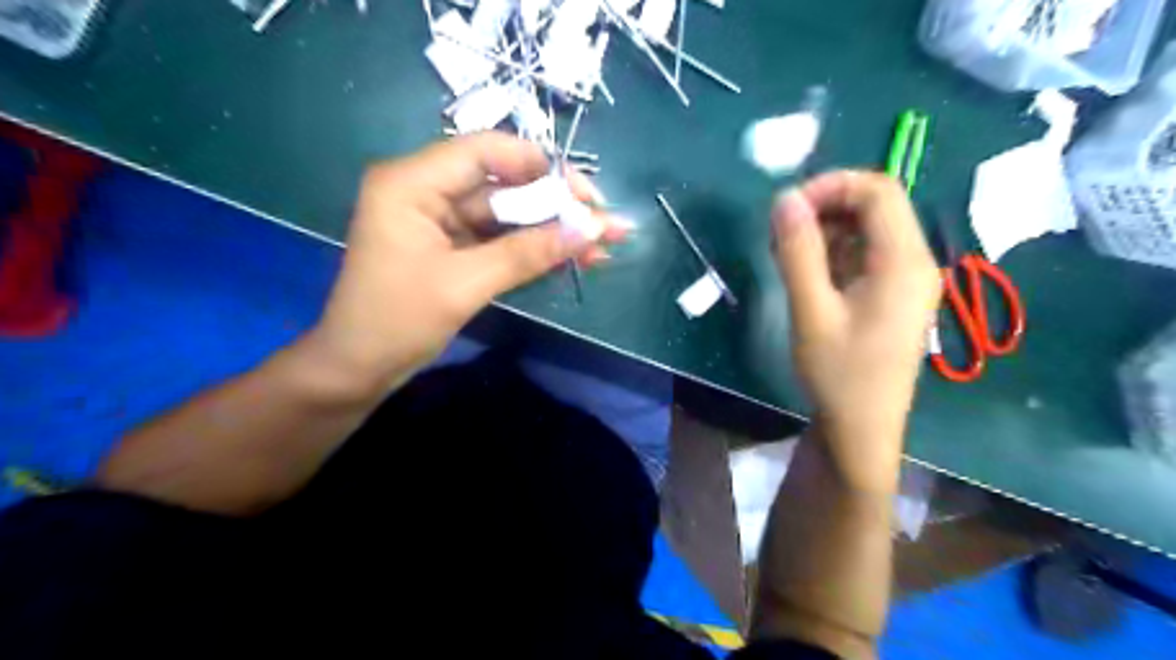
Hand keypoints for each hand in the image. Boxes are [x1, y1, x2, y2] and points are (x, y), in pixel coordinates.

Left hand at [302, 132, 619, 394]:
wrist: (357, 370)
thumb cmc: (396, 322)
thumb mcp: (465, 284)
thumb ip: (528, 253)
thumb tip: (592, 230)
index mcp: (412, 182)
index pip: (487, 151)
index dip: (542, 167)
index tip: (587, 195)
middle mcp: (426, 190)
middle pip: (503, 184)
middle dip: (556, 206)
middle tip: (604, 226)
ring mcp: (440, 220)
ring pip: (507, 215)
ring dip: (551, 231)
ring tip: (601, 247)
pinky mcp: (452, 247)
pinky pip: (499, 239)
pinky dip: (533, 250)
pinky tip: (571, 258)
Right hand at [779, 170, 943, 490]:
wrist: (862, 429)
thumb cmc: (838, 373)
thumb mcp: (811, 309)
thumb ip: (798, 251)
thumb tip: (784, 198)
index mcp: (904, 261)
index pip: (878, 191)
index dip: (831, 186)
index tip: (788, 208)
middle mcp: (916, 262)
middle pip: (876, 207)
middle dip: (826, 207)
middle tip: (781, 232)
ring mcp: (907, 280)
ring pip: (868, 230)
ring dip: (826, 231)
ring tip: (786, 255)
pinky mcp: (893, 296)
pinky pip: (866, 256)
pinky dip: (834, 253)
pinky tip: (806, 274)